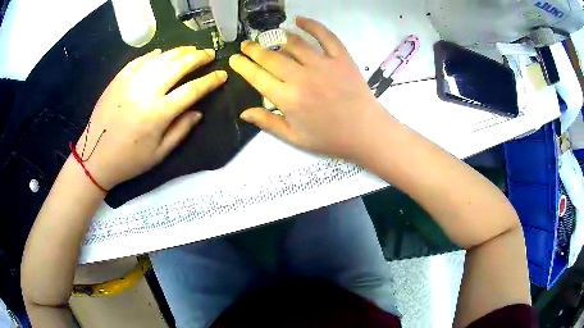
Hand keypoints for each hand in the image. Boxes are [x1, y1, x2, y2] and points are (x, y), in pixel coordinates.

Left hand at [73, 46, 226, 189]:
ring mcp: (131, 81)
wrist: (95, 156)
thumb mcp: (159, 154)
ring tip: (191, 50)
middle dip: (198, 57)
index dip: (211, 80)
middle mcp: (147, 91)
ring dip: (180, 51)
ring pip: (162, 57)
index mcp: (159, 113)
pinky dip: (155, 54)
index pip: (193, 89)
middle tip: (209, 54)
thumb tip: (198, 112)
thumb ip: (181, 131)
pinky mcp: (119, 78)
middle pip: (179, 65)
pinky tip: (162, 52)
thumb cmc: (129, 160)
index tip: (222, 75)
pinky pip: (141, 59)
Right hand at [229, 17, 393, 159]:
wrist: (366, 132)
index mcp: (288, 99)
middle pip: (271, 57)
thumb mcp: (295, 138)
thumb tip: (243, 112)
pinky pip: (325, 35)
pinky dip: (311, 25)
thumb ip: (268, 123)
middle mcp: (302, 77)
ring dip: (278, 39)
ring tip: (271, 38)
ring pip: (294, 43)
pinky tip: (299, 20)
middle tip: (246, 45)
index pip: (257, 77)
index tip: (234, 59)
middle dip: (254, 50)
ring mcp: (323, 64)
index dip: (243, 66)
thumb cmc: (330, 138)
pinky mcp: (341, 58)